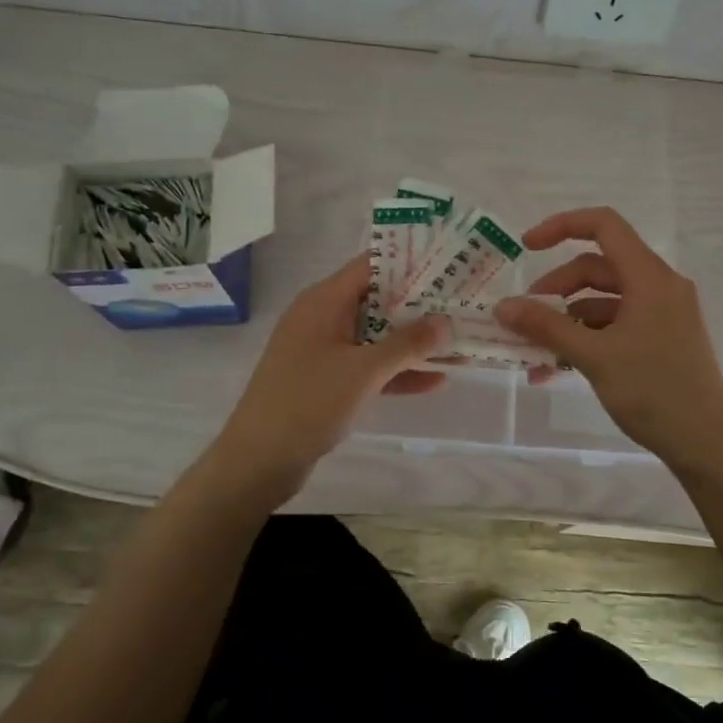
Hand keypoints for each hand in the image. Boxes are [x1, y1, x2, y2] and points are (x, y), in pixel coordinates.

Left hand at [206, 255, 447, 500]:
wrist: (260, 459)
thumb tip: (446, 322)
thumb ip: (408, 344)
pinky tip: (437, 380)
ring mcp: (324, 351)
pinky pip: (369, 367)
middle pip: (378, 301)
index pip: (371, 266)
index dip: (410, 262)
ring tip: (459, 342)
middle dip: (420, 305)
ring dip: (414, 342)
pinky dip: (397, 371)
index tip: (448, 263)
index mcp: (323, 301)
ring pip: (377, 337)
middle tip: (463, 303)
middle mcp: (323, 318)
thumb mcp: (364, 370)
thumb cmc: (309, 401)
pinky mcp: (327, 381)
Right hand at [494, 207, 722, 468]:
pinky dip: (587, 336)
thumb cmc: (652, 391)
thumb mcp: (593, 356)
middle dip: (557, 287)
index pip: (604, 225)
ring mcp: (663, 313)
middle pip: (599, 267)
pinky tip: (557, 368)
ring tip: (535, 350)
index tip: (526, 247)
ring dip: (568, 318)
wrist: (705, 443)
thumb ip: (546, 326)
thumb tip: (502, 307)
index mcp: (650, 277)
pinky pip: (617, 323)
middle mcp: (660, 286)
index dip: (561, 226)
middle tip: (526, 315)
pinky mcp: (662, 338)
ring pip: (605, 299)